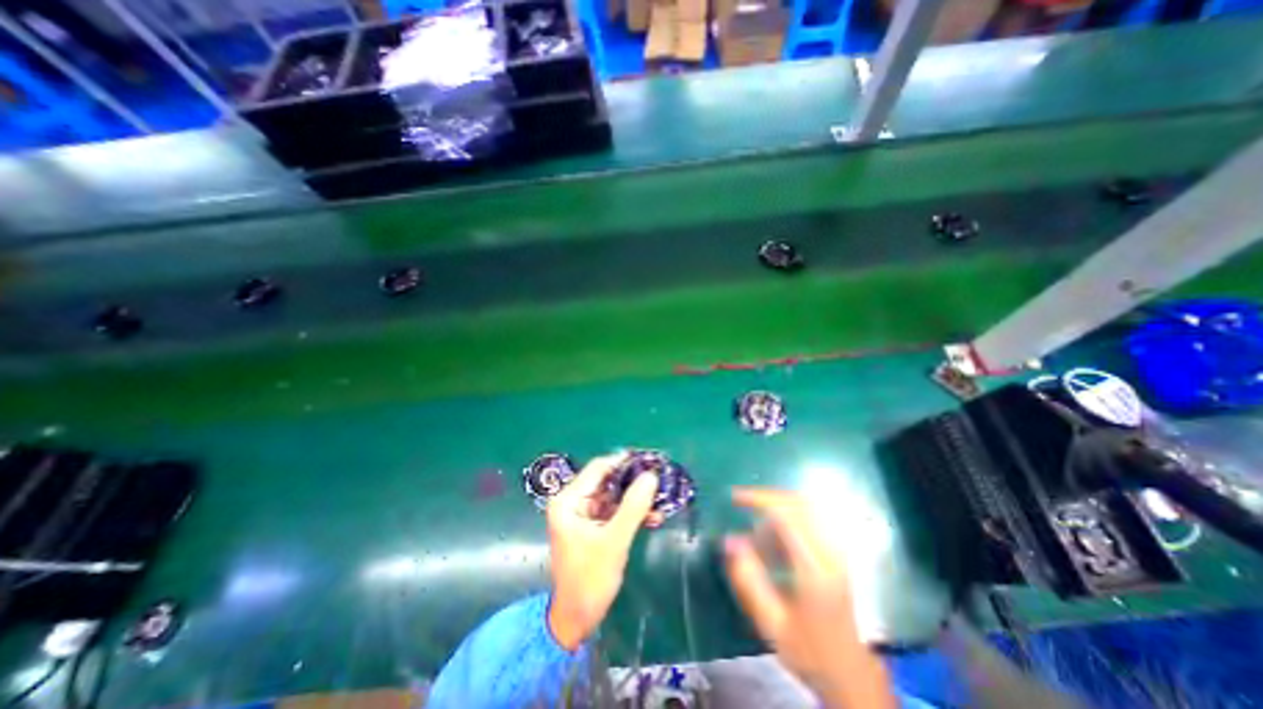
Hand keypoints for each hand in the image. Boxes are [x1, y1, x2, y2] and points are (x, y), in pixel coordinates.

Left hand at [546, 450, 662, 650]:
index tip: (649, 461)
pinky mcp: (593, 526)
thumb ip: (633, 507)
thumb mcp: (613, 542)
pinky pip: (615, 511)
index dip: (624, 462)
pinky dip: (632, 512)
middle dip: (633, 482)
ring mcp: (583, 514)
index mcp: (568, 500)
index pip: (598, 469)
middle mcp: (574, 501)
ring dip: (636, 498)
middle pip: (607, 481)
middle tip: (659, 479)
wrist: (577, 619)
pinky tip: (653, 516)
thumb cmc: (589, 580)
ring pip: (614, 495)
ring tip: (661, 499)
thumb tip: (651, 476)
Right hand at [720, 486, 896, 707]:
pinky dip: (790, 513)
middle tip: (742, 502)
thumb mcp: (771, 622)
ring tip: (757, 521)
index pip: (787, 515)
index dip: (759, 499)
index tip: (735, 497)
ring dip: (778, 504)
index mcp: (814, 569)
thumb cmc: (809, 650)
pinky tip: (776, 533)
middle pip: (799, 503)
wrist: (853, 673)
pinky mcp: (839, 551)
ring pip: (807, 506)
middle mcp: (830, 552)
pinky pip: (813, 517)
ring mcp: (839, 550)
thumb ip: (748, 579)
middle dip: (767, 496)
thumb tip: (729, 539)